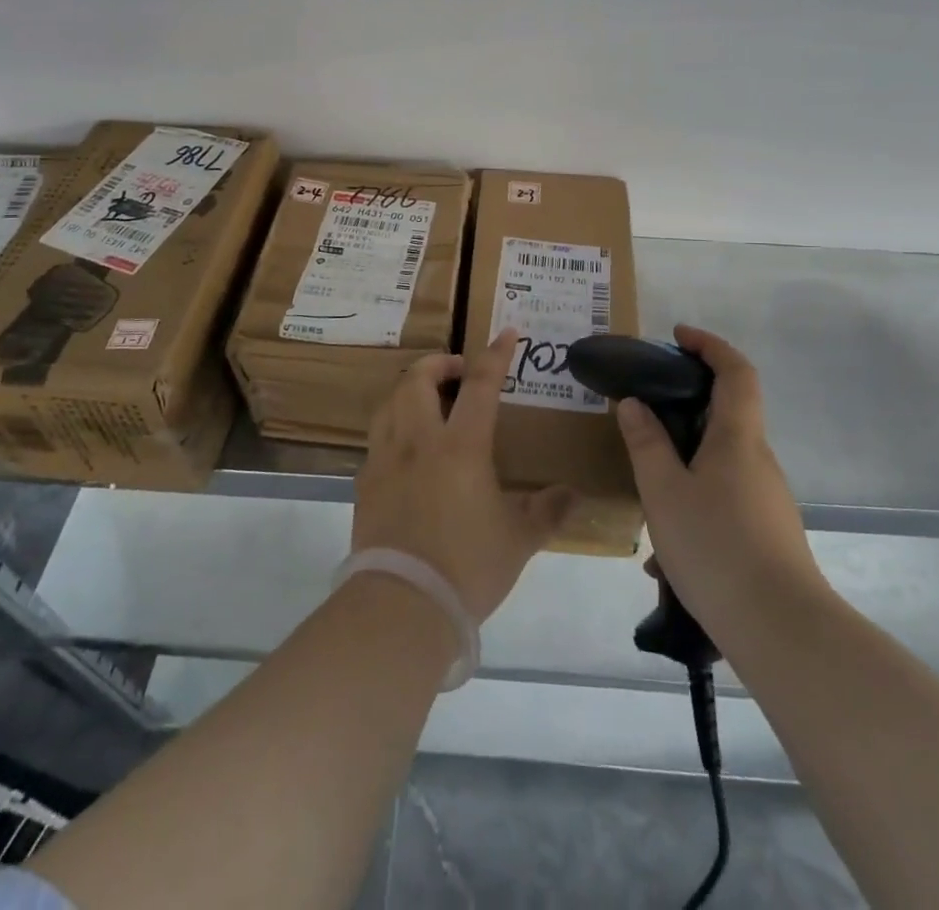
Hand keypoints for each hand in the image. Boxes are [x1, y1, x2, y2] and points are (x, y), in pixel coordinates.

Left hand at [353, 329, 575, 621]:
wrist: (401, 606)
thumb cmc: (467, 567)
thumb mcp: (518, 540)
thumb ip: (547, 511)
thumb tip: (573, 496)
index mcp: (460, 447)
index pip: (481, 385)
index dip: (495, 354)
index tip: (506, 332)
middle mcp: (418, 441)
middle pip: (418, 378)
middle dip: (439, 363)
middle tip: (459, 372)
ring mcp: (385, 459)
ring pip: (390, 401)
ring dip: (411, 389)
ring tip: (431, 401)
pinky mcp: (365, 482)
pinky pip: (378, 436)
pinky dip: (395, 425)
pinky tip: (408, 448)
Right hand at [617, 325, 830, 640]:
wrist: (781, 630)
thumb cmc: (716, 546)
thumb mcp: (664, 492)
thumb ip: (646, 443)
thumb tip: (634, 403)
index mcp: (738, 438)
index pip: (735, 371)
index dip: (709, 345)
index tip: (677, 336)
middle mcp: (758, 460)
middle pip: (727, 414)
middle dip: (685, 406)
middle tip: (644, 414)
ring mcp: (767, 498)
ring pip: (720, 463)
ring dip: (683, 466)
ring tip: (644, 498)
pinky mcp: (767, 532)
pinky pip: (724, 500)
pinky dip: (693, 504)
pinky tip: (664, 557)